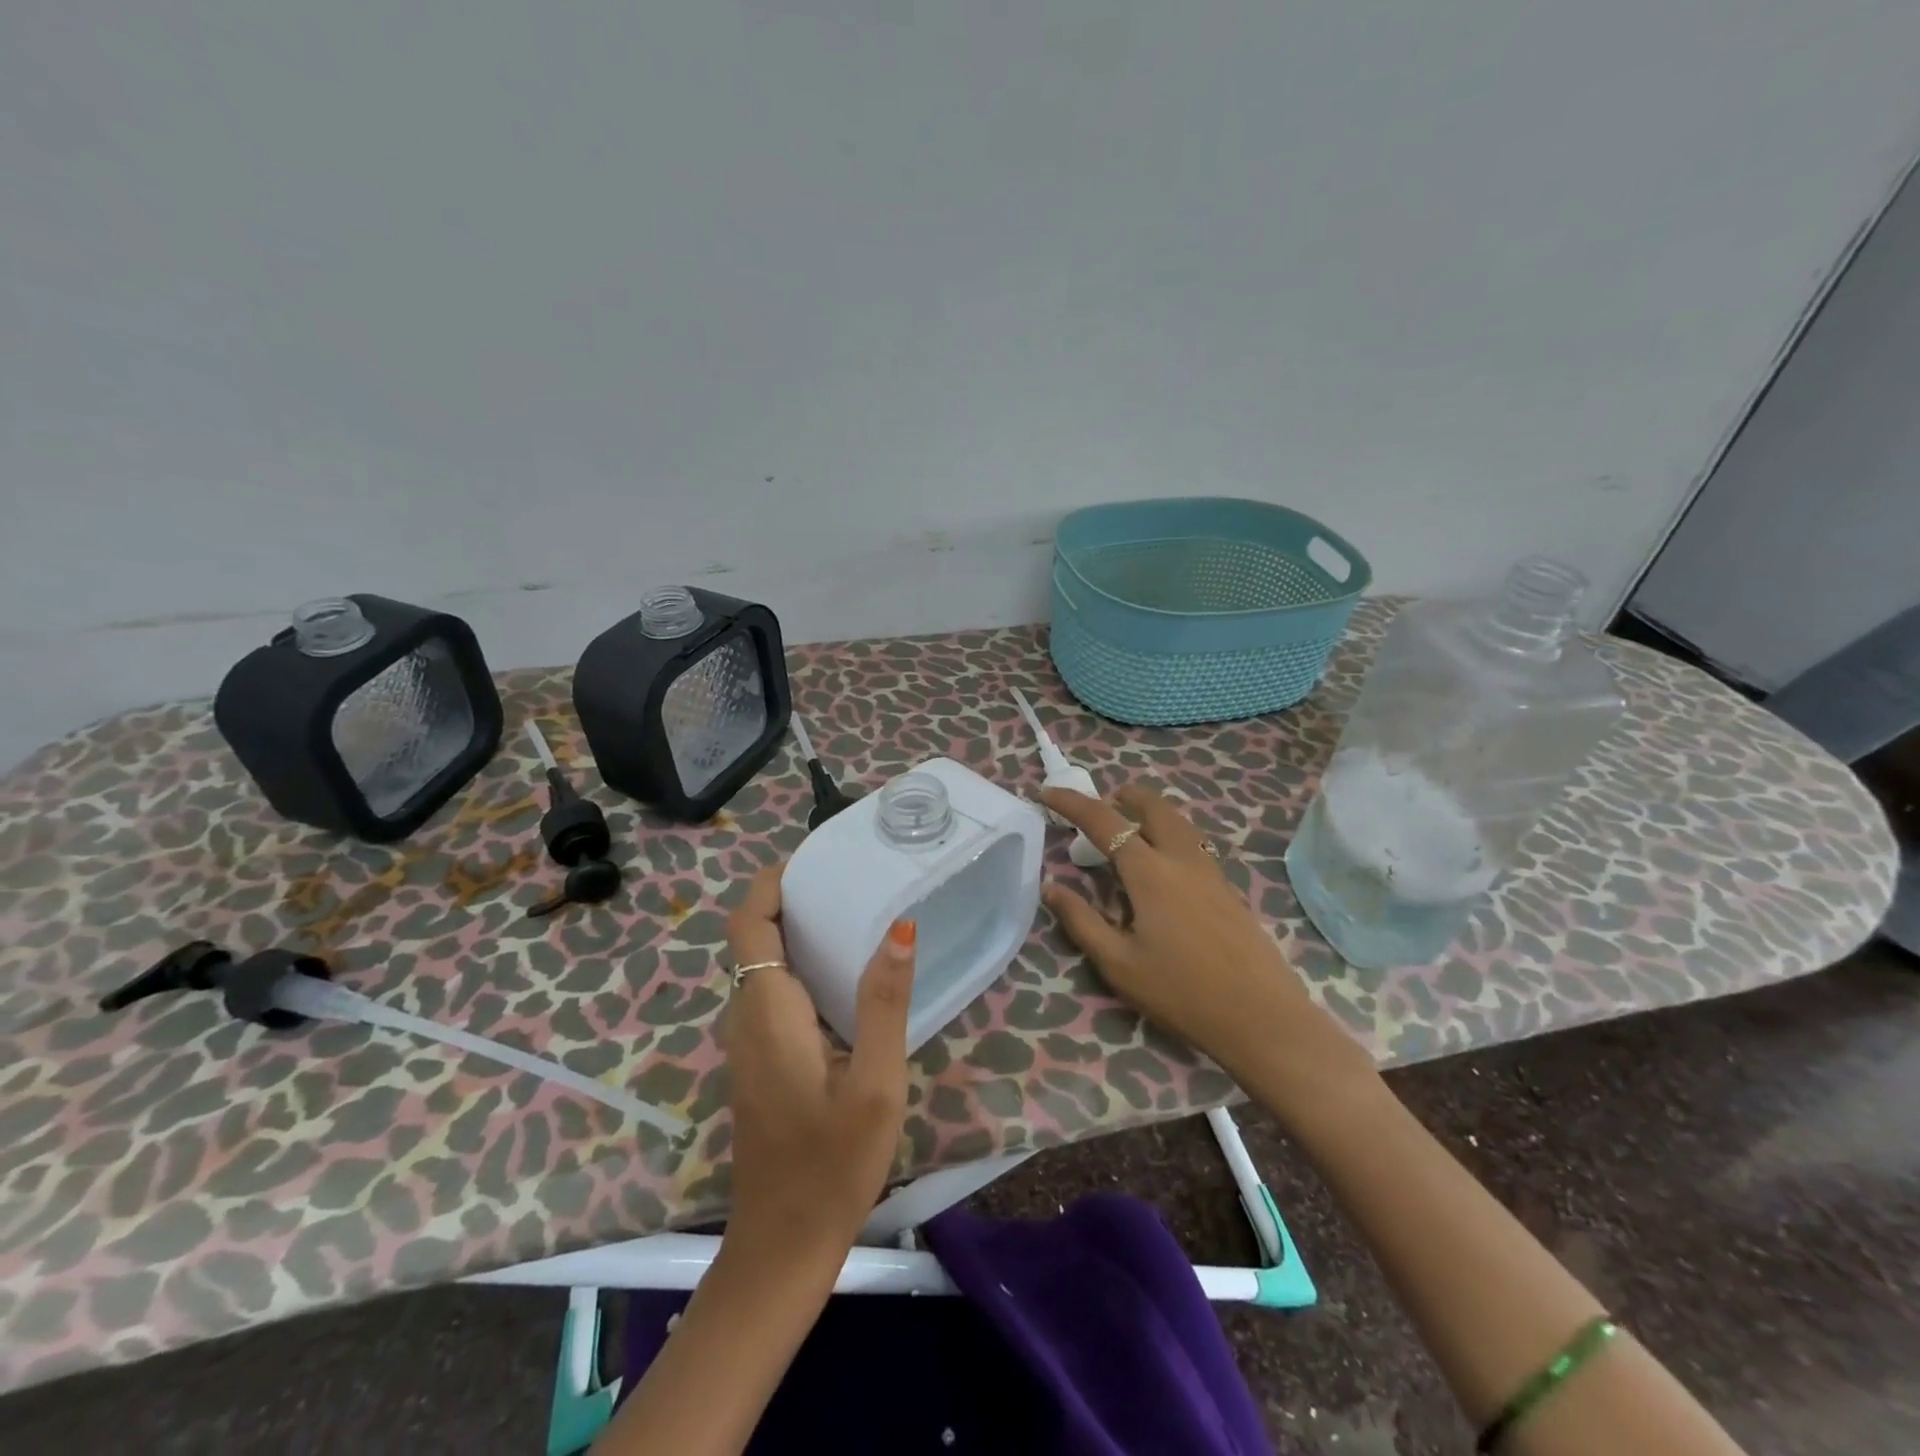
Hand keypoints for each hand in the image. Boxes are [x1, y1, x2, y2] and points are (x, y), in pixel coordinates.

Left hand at [721, 863, 916, 1260]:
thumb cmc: (832, 1163)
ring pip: (758, 966)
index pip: (748, 923)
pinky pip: (768, 993)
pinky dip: (796, 966)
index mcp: (767, 1011)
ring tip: (851, 914)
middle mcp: (745, 1018)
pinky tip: (842, 977)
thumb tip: (900, 927)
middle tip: (847, 881)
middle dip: (789, 899)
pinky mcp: (757, 1063)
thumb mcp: (874, 1082)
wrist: (782, 1246)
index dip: (770, 883)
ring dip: (793, 932)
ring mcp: (746, 1044)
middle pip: (752, 938)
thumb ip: (884, 1001)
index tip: (814, 861)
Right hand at [1040, 784, 1373, 1111]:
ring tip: (1129, 828)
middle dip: (1123, 796)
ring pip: (1178, 821)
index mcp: (1150, 872)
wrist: (1261, 1017)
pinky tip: (1161, 865)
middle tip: (1100, 805)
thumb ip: (1081, 920)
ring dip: (1149, 812)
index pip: (1104, 821)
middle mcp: (1182, 859)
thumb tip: (1050, 887)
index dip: (1072, 803)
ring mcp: (1210, 871)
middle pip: (1153, 806)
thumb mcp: (1118, 964)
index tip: (1047, 793)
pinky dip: (1168, 833)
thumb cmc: (1181, 992)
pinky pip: (1192, 842)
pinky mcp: (1227, 888)